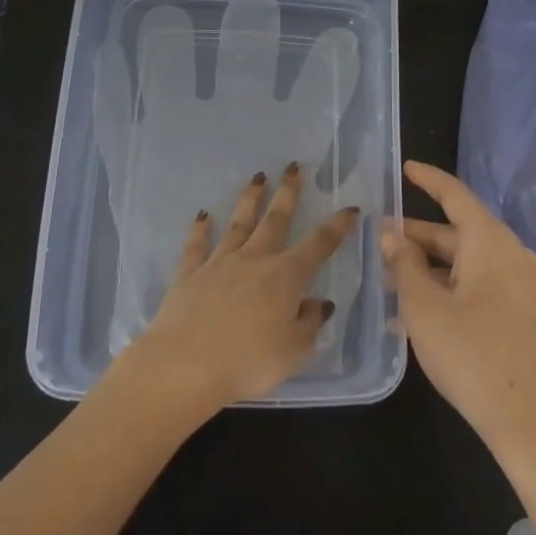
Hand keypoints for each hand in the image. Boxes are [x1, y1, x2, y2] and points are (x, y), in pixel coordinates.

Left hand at [128, 164, 356, 412]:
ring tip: (257, 178)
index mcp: (286, 276)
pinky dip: (200, 229)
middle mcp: (254, 260)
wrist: (184, 366)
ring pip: (238, 223)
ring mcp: (219, 264)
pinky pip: (196, 246)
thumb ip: (310, 323)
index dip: (337, 226)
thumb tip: (320, 303)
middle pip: (275, 220)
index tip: (350, 208)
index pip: (319, 244)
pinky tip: (203, 216)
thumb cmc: (248, 362)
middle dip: (288, 193)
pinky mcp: (189, 275)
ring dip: (249, 199)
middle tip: (293, 168)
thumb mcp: (294, 351)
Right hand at [380, 161, 535, 458]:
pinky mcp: (525, 315)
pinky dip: (450, 288)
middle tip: (381, 239)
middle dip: (419, 235)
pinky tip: (419, 314)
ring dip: (431, 268)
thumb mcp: (425, 308)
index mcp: (490, 242)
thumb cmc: (473, 356)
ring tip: (391, 280)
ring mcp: (523, 286)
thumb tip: (392, 235)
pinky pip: (481, 287)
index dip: (428, 180)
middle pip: (459, 232)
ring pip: (468, 263)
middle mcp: (511, 255)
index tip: (406, 168)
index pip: (455, 195)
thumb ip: (405, 265)